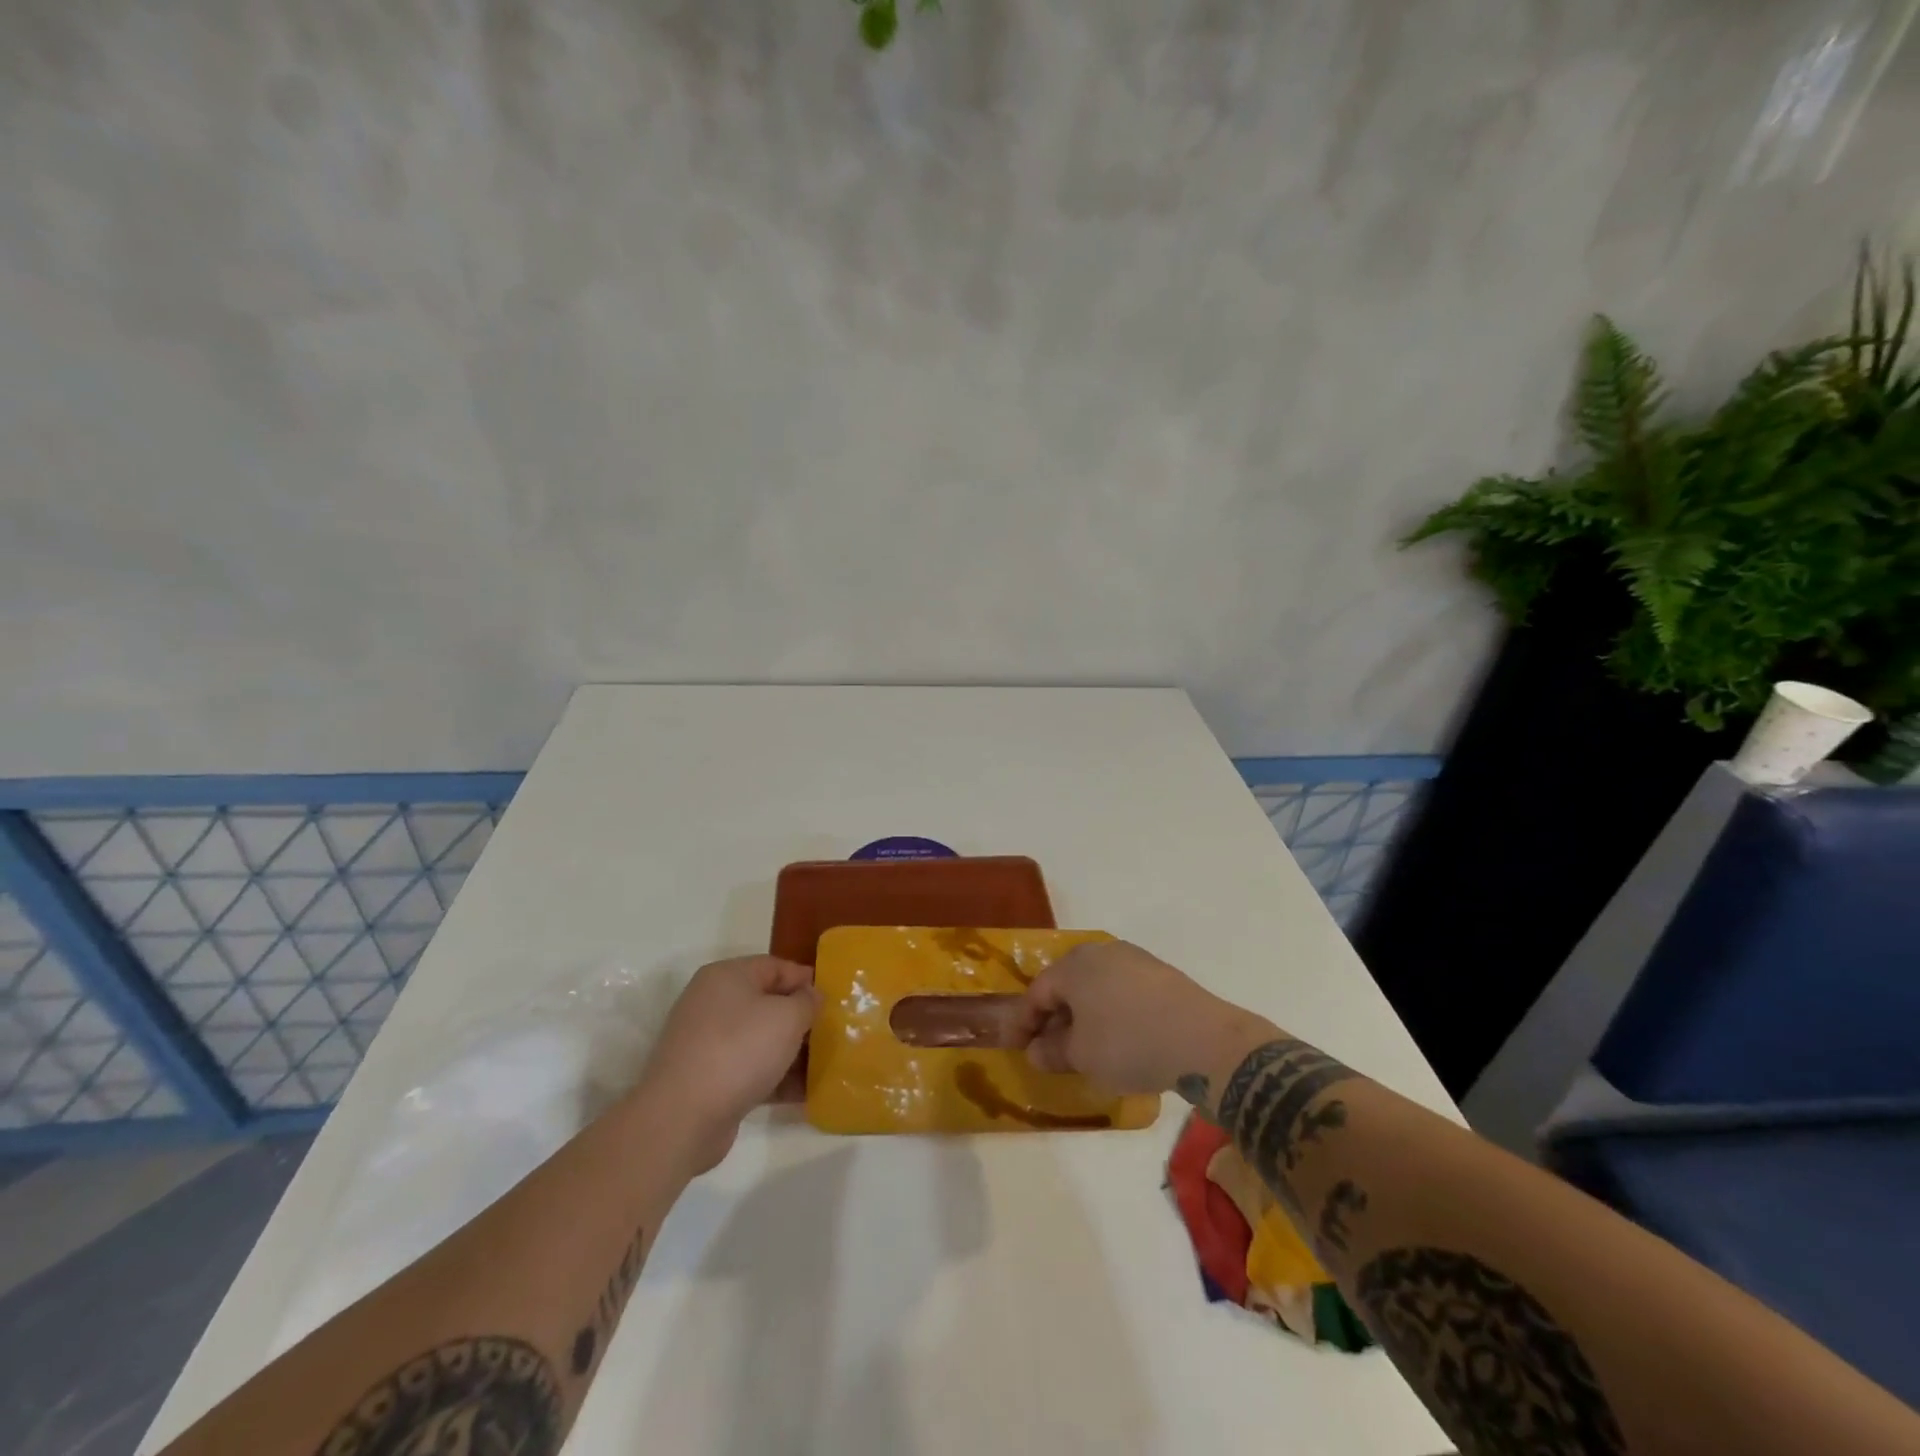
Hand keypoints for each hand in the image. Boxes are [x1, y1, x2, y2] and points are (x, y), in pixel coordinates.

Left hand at [637, 955, 816, 1171]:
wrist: (682, 1118)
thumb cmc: (739, 1050)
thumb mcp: (787, 1017)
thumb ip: (807, 1002)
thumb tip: (811, 996)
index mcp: (727, 977)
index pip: (775, 966)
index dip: (805, 979)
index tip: (833, 998)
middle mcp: (712, 1003)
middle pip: (767, 1003)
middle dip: (800, 1018)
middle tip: (831, 1032)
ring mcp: (706, 1043)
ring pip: (759, 1039)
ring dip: (790, 1051)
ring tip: (823, 1065)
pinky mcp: (706, 1079)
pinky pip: (749, 1070)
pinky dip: (774, 1078)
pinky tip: (802, 1092)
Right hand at [1015, 941, 1272, 1101]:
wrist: (1203, 1040)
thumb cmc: (1129, 1043)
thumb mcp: (1082, 1056)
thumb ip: (1053, 1051)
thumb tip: (1037, 1050)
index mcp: (1073, 966)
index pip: (1036, 992)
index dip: (1022, 1022)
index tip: (1015, 1047)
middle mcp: (1100, 952)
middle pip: (1066, 984)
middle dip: (1054, 1015)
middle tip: (1048, 1046)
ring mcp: (1133, 959)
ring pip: (1095, 986)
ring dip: (1084, 1014)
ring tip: (1084, 1045)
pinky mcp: (1160, 973)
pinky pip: (1121, 991)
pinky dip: (1111, 1012)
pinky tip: (1118, 1037)